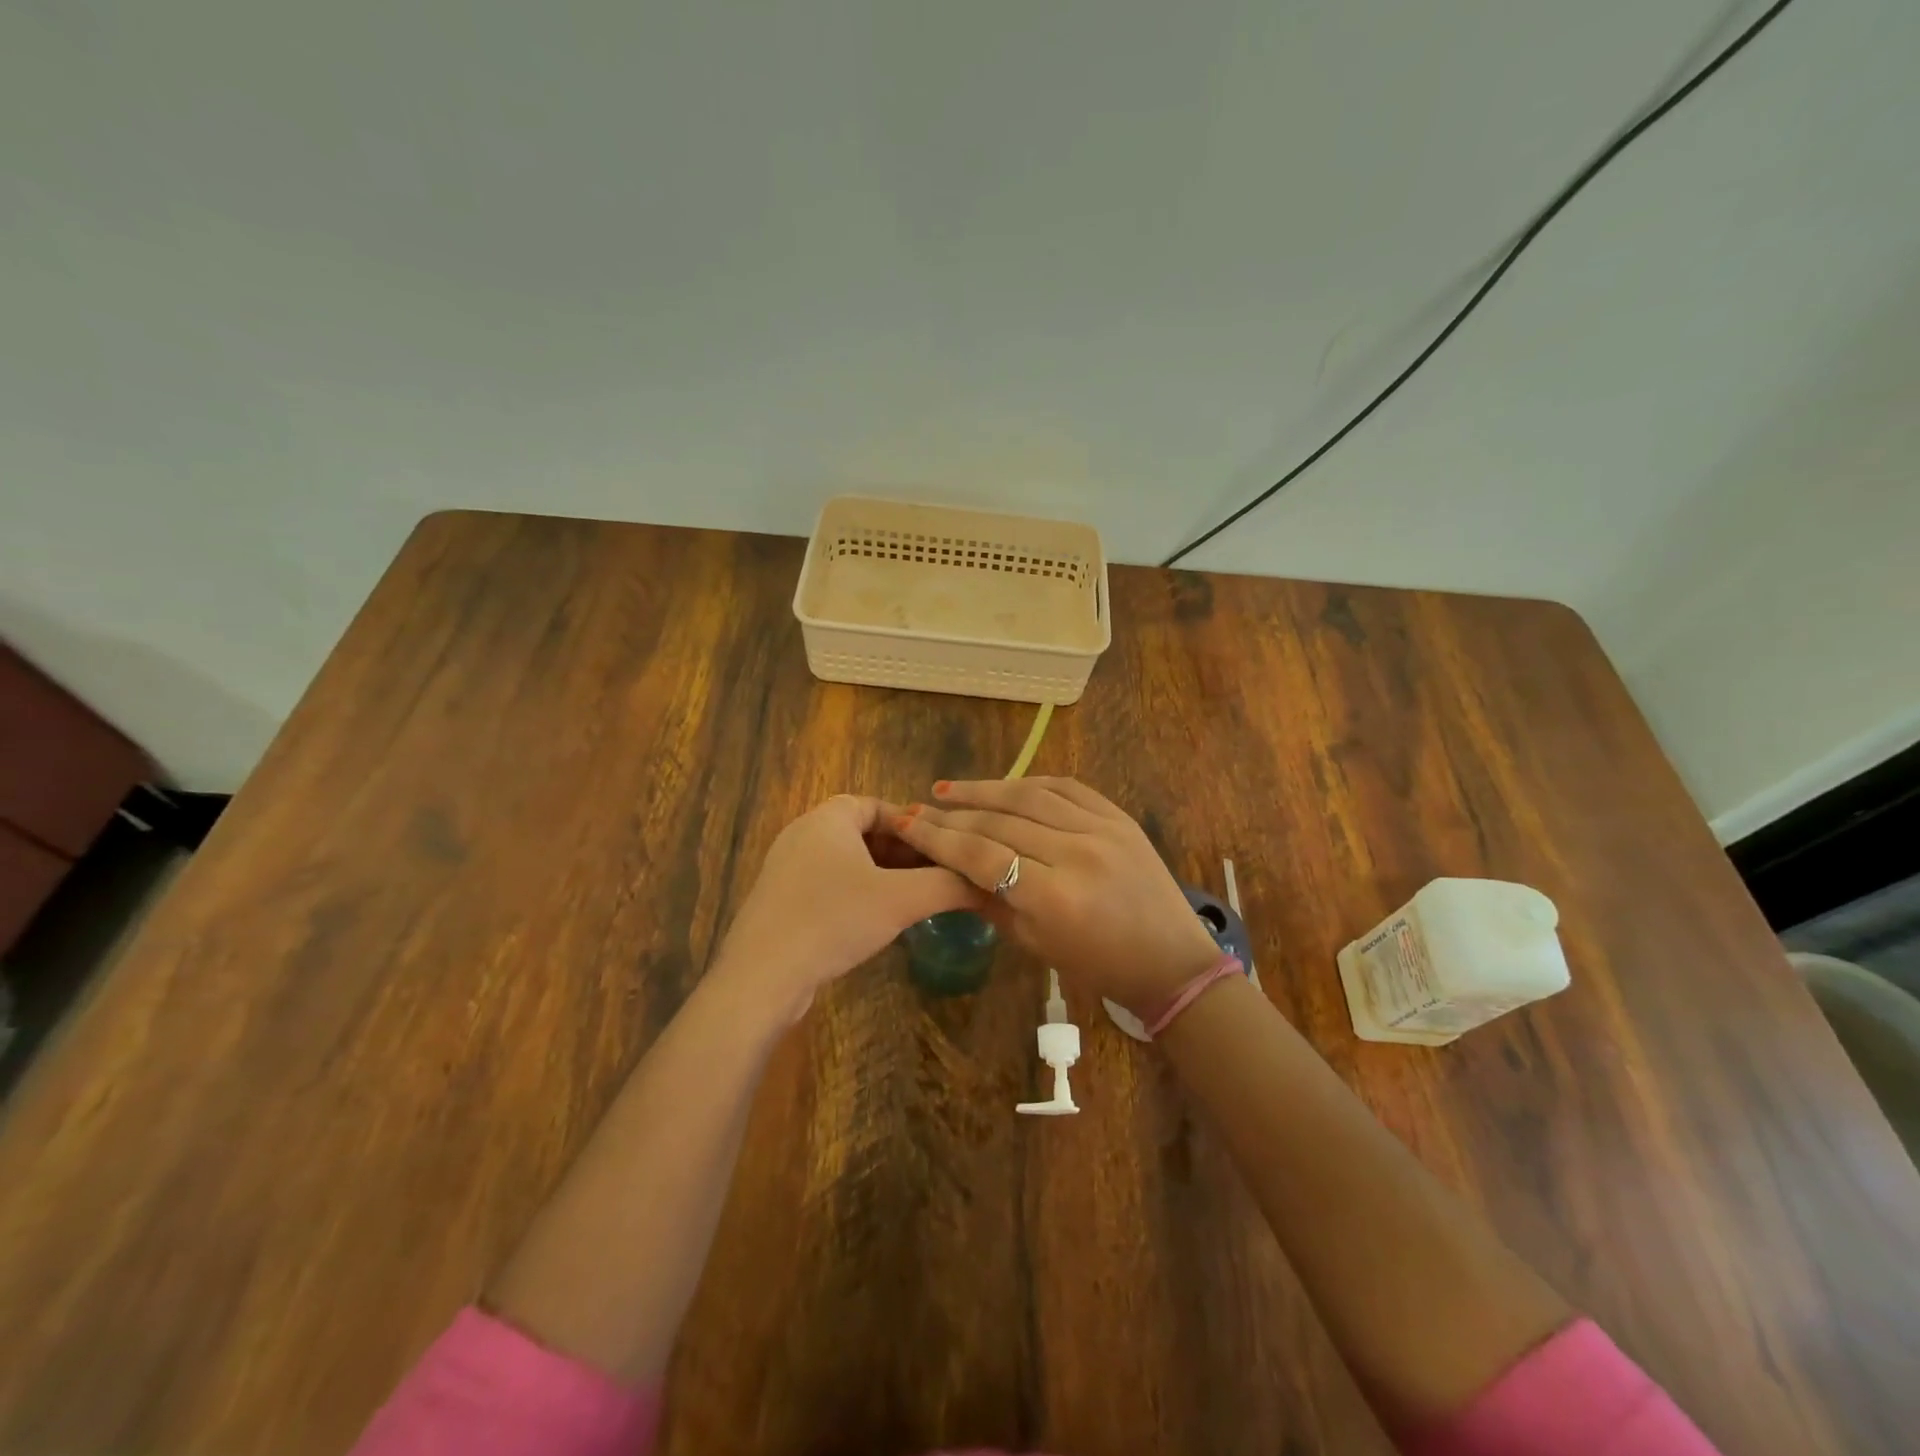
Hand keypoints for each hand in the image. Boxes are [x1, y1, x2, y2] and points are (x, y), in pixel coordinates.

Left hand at [710, 795, 981, 1018]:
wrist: (762, 977)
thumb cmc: (833, 919)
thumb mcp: (901, 899)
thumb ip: (949, 884)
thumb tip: (992, 881)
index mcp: (828, 818)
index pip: (879, 805)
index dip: (914, 824)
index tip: (943, 848)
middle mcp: (803, 834)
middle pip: (864, 832)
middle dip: (903, 852)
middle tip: (936, 876)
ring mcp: (787, 868)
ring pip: (847, 861)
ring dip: (882, 876)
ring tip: (915, 899)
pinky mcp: (780, 901)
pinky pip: (828, 885)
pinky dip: (857, 894)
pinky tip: (876, 922)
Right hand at [889, 777, 1220, 1015]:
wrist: (1171, 960)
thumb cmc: (1098, 966)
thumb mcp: (1035, 943)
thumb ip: (990, 901)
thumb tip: (947, 869)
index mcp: (1053, 897)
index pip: (981, 855)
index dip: (938, 838)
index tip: (906, 824)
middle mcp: (1076, 853)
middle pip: (999, 823)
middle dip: (952, 815)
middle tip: (919, 808)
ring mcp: (1102, 829)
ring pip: (1029, 796)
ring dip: (984, 790)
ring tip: (947, 790)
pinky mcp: (1119, 817)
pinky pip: (1066, 787)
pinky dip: (1030, 783)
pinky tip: (1003, 785)